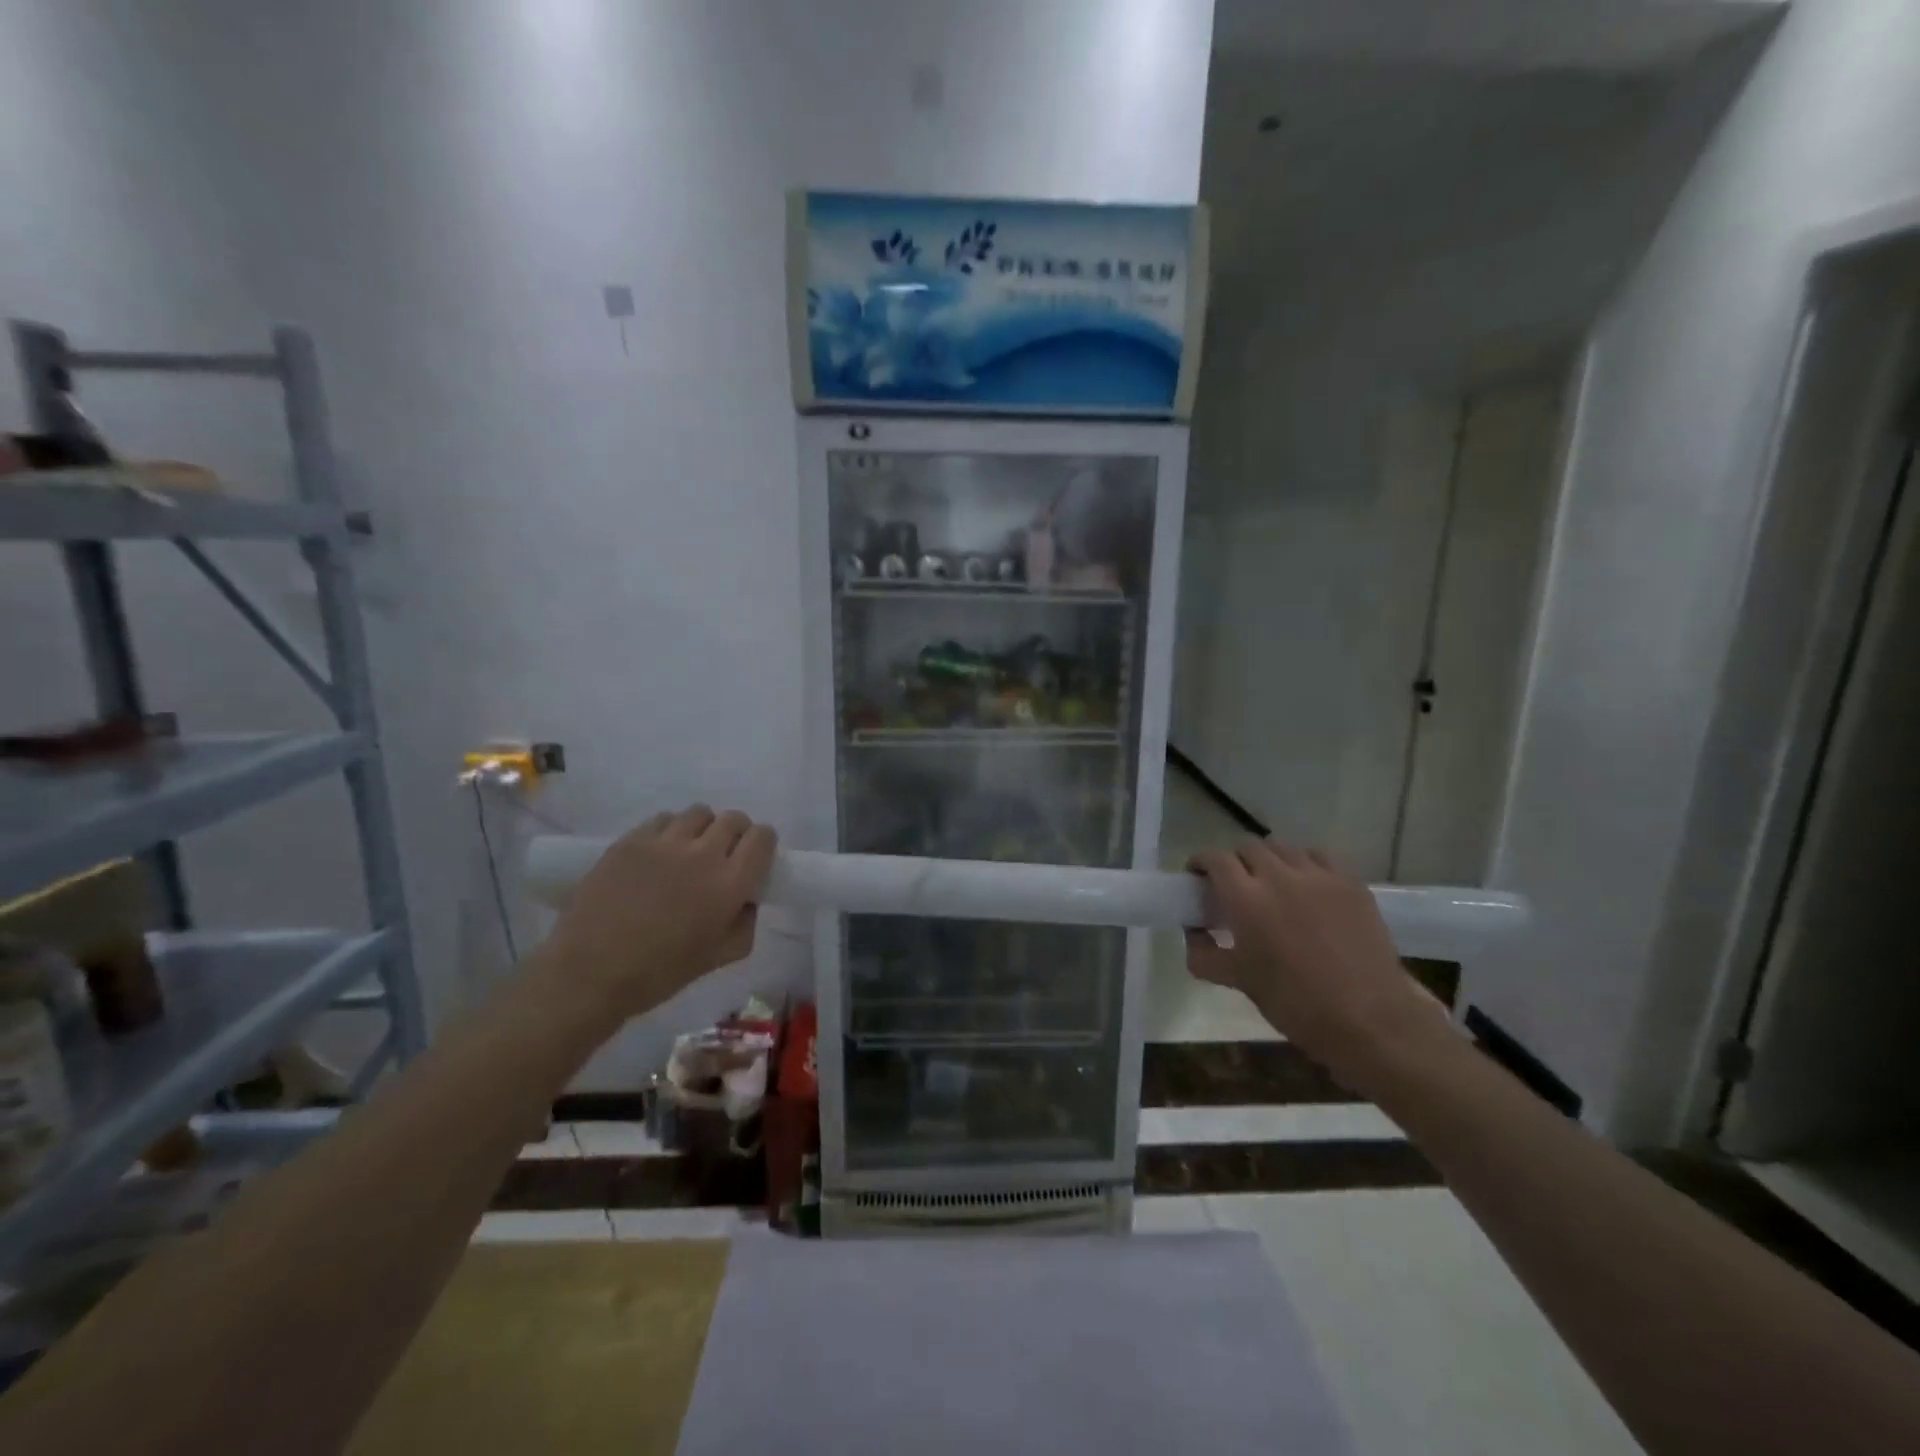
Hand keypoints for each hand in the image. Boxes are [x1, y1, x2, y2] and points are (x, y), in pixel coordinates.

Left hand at [544, 805, 776, 1025]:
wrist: (589, 973)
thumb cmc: (658, 973)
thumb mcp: (718, 959)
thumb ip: (745, 924)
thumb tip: (746, 900)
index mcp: (730, 884)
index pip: (762, 838)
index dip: (763, 843)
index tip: (754, 857)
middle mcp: (703, 854)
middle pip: (733, 819)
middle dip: (736, 833)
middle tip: (723, 854)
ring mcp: (664, 843)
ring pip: (698, 813)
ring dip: (703, 828)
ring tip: (689, 849)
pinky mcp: (632, 840)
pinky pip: (663, 819)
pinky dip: (670, 830)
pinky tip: (659, 853)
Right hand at [1185, 840, 1449, 1091]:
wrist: (1369, 1019)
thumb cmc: (1295, 1002)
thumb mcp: (1238, 981)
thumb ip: (1204, 954)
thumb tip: (1192, 933)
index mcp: (1247, 898)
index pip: (1215, 858)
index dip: (1201, 862)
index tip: (1197, 877)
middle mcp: (1280, 876)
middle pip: (1249, 847)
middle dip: (1235, 861)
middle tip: (1233, 885)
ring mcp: (1320, 876)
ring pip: (1285, 849)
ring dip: (1269, 860)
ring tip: (1271, 884)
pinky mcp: (1351, 883)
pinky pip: (1319, 858)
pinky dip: (1304, 864)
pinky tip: (1306, 887)